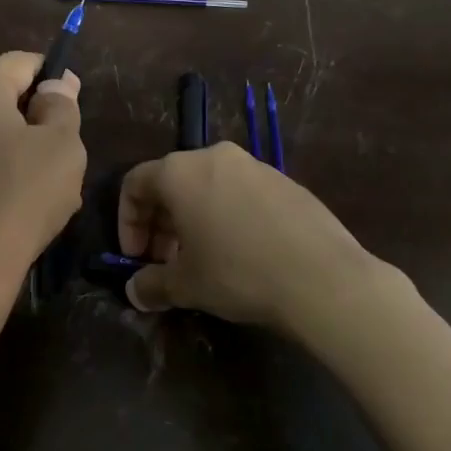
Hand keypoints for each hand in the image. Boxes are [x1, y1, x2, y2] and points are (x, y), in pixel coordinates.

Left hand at [0, 52, 85, 359]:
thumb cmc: (15, 202)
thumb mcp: (62, 151)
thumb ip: (61, 108)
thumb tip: (55, 84)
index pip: (18, 62)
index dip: (49, 75)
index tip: (68, 104)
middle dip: (25, 121)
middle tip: (56, 161)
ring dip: (2, 155)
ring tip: (29, 199)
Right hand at [118, 142, 405, 335]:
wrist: (323, 278)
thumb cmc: (238, 272)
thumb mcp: (186, 285)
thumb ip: (152, 285)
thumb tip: (135, 292)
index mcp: (180, 172)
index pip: (135, 184)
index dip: (127, 222)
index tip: (136, 258)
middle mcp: (214, 157)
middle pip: (171, 183)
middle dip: (160, 224)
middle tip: (165, 263)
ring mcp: (254, 166)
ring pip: (208, 187)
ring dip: (194, 220)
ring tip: (202, 260)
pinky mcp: (286, 182)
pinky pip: (240, 193)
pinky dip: (227, 216)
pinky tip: (241, 253)